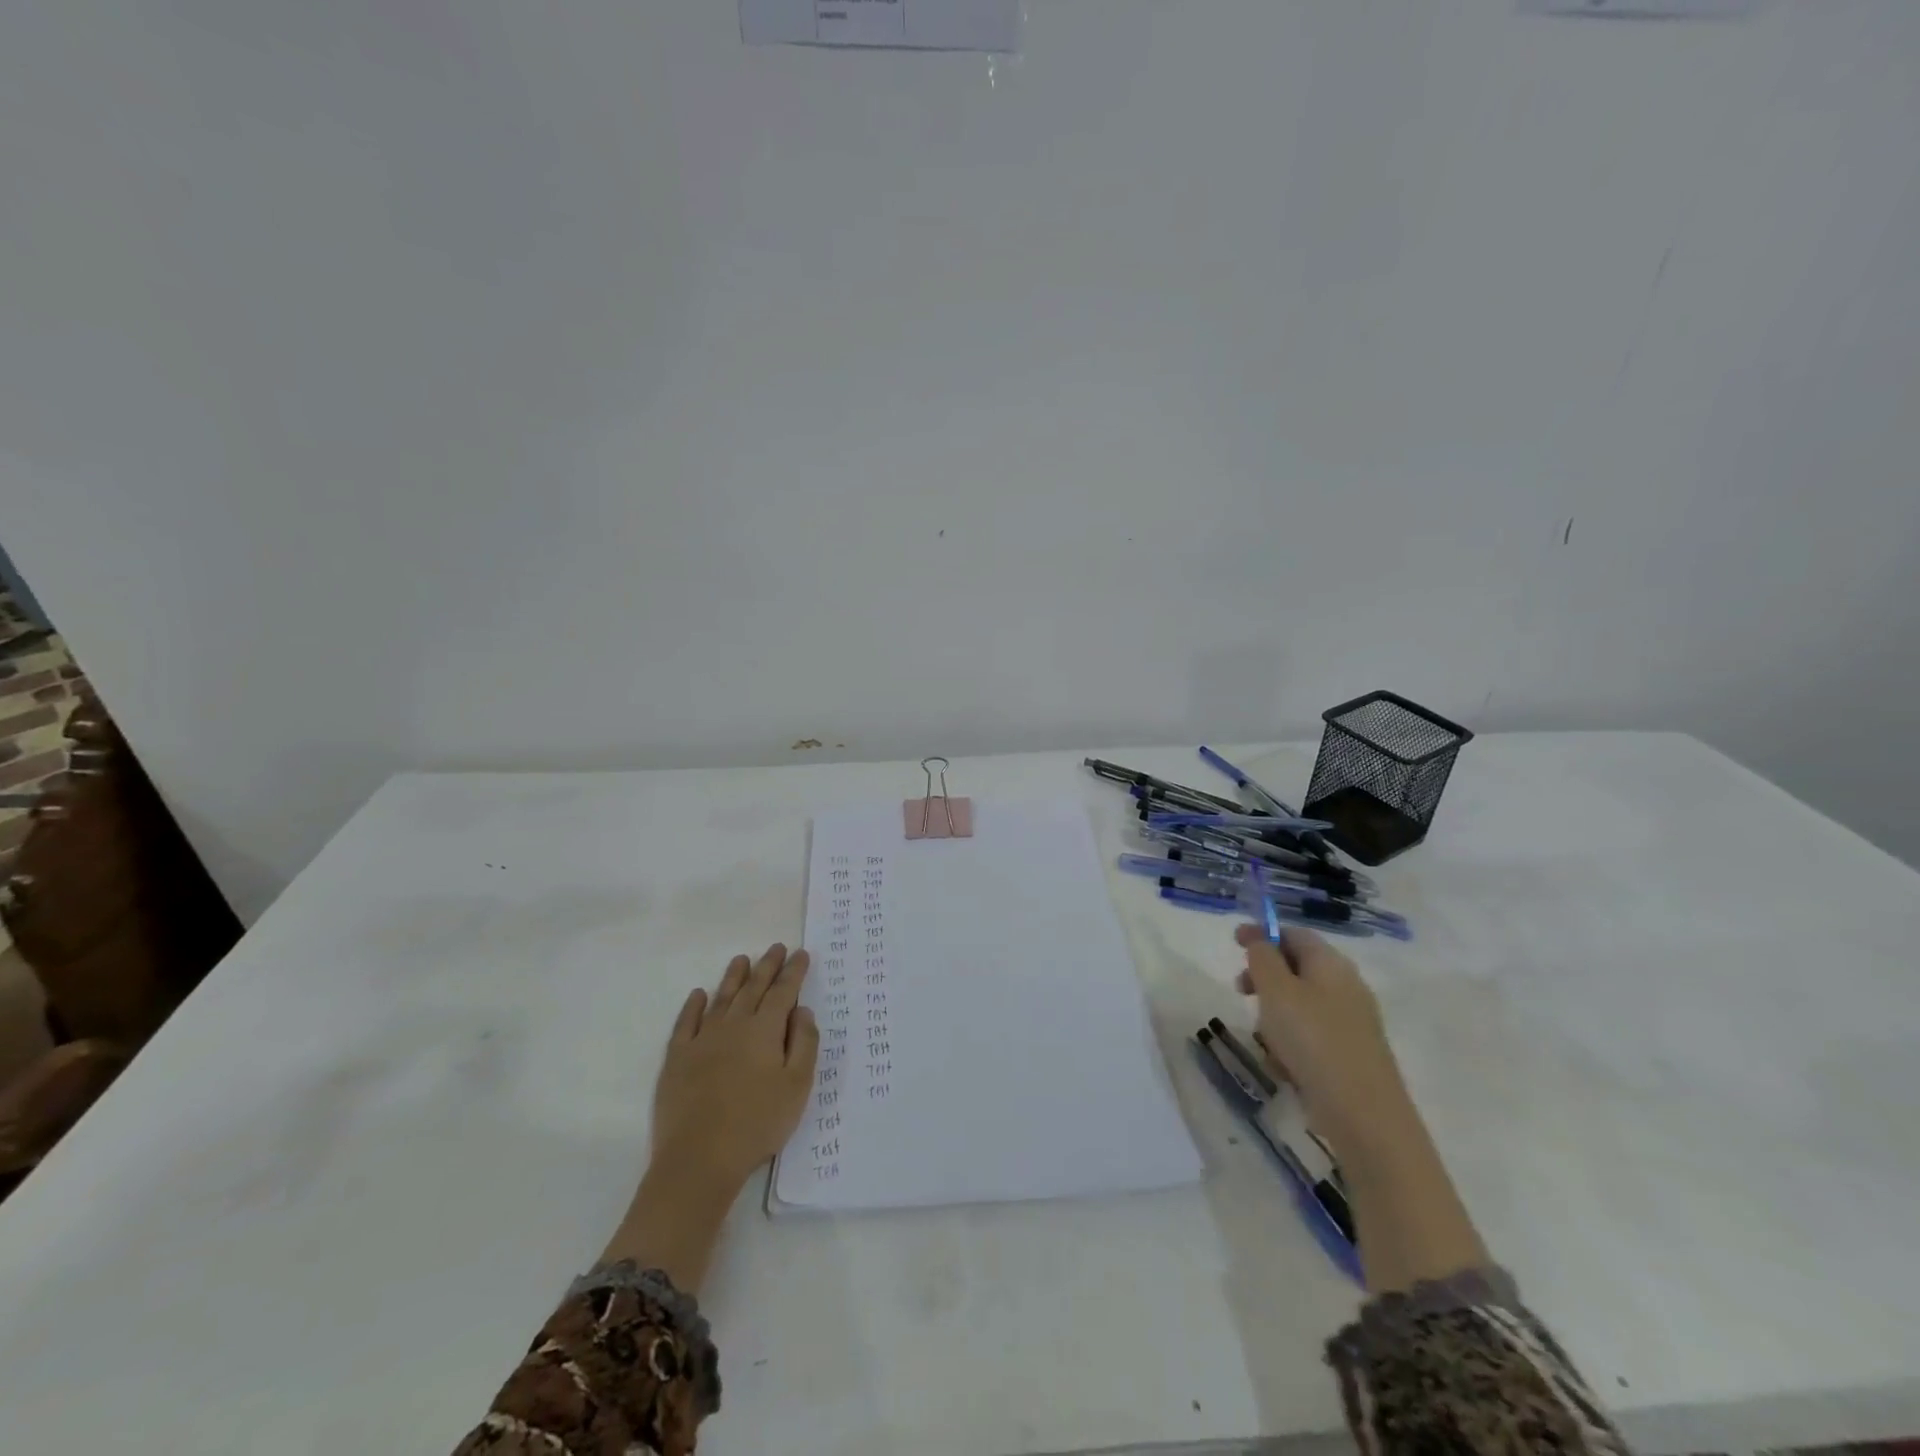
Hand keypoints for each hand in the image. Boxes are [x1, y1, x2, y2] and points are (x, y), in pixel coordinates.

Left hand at [651, 943, 818, 1191]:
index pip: (783, 992)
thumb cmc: (757, 1123)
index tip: (801, 954)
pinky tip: (699, 995)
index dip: (794, 972)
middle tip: (776, 947)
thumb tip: (802, 1010)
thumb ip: (804, 1044)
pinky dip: (693, 1005)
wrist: (699, 1159)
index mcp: (765, 1030)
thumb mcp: (797, 1086)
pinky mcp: (677, 1059)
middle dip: (767, 966)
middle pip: (753, 988)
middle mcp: (733, 1025)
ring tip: (742, 960)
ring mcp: (702, 1040)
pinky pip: (686, 1022)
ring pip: (721, 998)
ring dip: (734, 977)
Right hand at [1233, 924, 1412, 1161]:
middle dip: (1264, 977)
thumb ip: (1262, 957)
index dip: (1263, 933)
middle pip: (1297, 968)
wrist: (1363, 1113)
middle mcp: (1346, 987)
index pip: (1294, 934)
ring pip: (1300, 1004)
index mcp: (1331, 964)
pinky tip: (1283, 1066)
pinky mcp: (1350, 1054)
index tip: (1234, 941)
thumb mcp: (1276, 990)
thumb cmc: (1312, 1040)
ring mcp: (1351, 1022)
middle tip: (1241, 991)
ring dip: (1274, 1014)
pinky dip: (1291, 1043)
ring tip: (1264, 1039)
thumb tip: (1261, 941)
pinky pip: (1310, 1035)